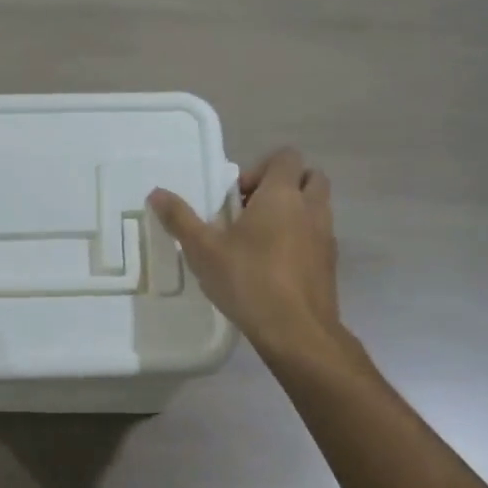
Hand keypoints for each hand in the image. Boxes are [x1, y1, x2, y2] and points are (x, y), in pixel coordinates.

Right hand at [148, 148, 342, 359]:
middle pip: (310, 176)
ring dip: (295, 212)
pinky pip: (319, 237)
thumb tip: (156, 193)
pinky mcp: (330, 264)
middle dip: (284, 185)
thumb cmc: (249, 280)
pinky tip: (275, 265)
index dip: (261, 168)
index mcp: (282, 195)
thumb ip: (180, 219)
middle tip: (253, 210)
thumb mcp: (204, 249)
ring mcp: (326, 237)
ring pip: (318, 207)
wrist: (297, 331)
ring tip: (261, 239)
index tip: (237, 196)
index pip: (286, 157)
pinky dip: (302, 239)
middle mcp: (311, 208)